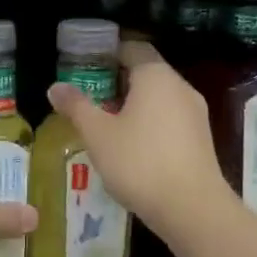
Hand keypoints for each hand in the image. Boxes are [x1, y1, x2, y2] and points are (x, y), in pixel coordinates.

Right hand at [46, 40, 227, 243]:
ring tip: (105, 124)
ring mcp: (195, 113)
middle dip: (117, 81)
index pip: (132, 47)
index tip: (85, 66)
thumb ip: (76, 106)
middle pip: (146, 72)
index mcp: (155, 76)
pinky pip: (170, 119)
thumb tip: (55, 87)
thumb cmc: (139, 162)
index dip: (108, 53)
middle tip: (89, 97)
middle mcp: (180, 87)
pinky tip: (131, 147)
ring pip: (159, 97)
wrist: (192, 209)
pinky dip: (150, 123)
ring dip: (133, 104)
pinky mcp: (201, 139)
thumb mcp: (98, 134)